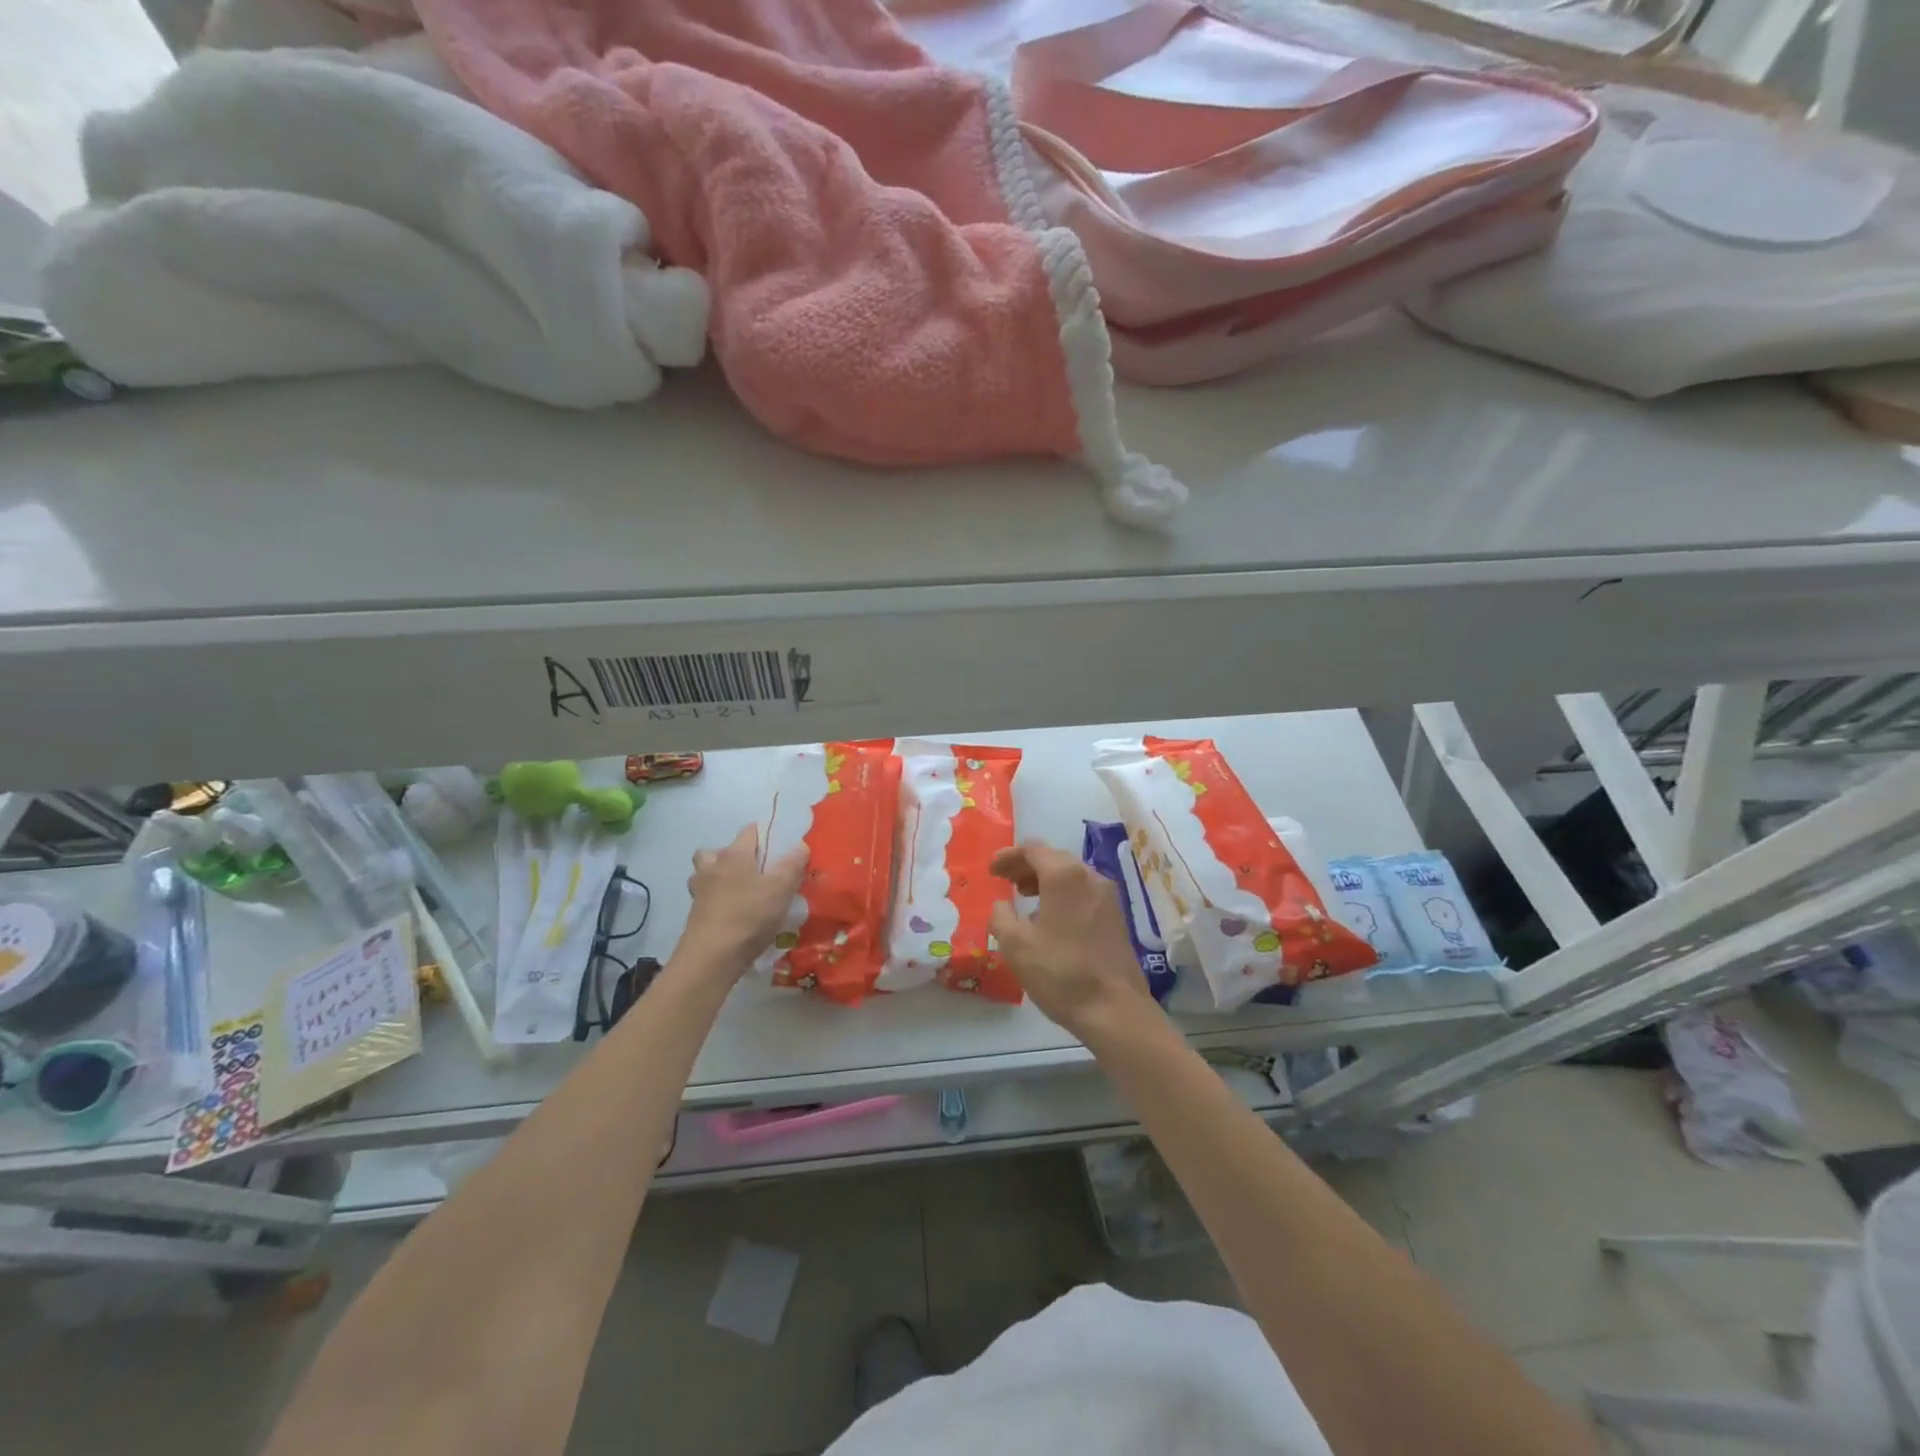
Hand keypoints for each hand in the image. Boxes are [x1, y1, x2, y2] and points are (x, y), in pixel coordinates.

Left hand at [677, 825, 806, 977]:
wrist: (711, 957)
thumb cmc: (749, 916)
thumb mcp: (781, 889)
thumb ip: (793, 865)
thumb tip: (800, 846)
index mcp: (734, 855)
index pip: (749, 831)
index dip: (764, 834)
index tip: (779, 846)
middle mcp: (712, 867)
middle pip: (717, 851)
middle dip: (732, 855)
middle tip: (753, 869)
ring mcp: (699, 892)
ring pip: (705, 874)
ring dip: (718, 877)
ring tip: (740, 891)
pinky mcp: (695, 915)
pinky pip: (706, 898)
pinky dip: (716, 901)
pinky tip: (734, 914)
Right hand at [989, 841, 1155, 1041]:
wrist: (1114, 1009)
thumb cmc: (1060, 972)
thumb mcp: (1016, 946)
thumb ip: (1001, 917)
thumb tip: (1001, 905)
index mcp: (1064, 875)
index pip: (1033, 849)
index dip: (1009, 856)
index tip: (992, 870)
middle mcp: (1090, 876)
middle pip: (1054, 858)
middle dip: (1026, 866)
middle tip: (1005, 881)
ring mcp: (1108, 896)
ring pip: (1071, 875)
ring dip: (1045, 880)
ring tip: (1025, 897)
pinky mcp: (1116, 916)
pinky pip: (1084, 892)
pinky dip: (1063, 894)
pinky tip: (1050, 917)